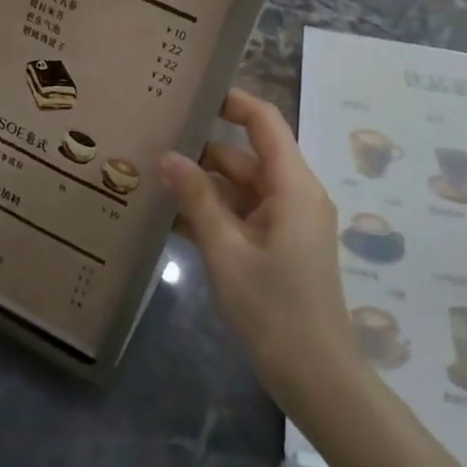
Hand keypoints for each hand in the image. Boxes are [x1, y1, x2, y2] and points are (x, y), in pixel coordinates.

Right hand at [160, 89, 359, 409]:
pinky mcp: (277, 247)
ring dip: (202, 186)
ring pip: (240, 188)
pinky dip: (212, 214)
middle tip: (151, 140)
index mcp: (293, 185)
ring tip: (150, 176)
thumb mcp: (227, 250)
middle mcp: (293, 195)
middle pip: (245, 156)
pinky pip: (242, 216)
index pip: (264, 122)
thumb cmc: (274, 308)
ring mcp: (286, 223)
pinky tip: (169, 218)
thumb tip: (167, 155)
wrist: (316, 375)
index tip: (190, 91)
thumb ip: (197, 199)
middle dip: (201, 149)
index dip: (232, 101)